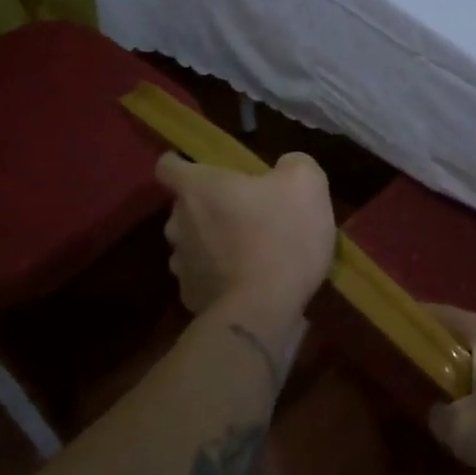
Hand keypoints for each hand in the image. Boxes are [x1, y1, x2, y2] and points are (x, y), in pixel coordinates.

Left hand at [155, 152, 335, 325]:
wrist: (264, 310)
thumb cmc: (282, 235)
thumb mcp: (307, 184)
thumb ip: (294, 165)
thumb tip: (286, 166)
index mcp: (199, 188)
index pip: (168, 167)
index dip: (180, 164)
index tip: (199, 170)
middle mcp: (178, 222)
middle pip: (183, 208)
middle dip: (206, 208)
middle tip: (240, 213)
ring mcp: (181, 264)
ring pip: (190, 244)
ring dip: (210, 244)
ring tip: (243, 252)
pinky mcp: (191, 297)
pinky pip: (202, 278)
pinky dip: (218, 277)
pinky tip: (245, 283)